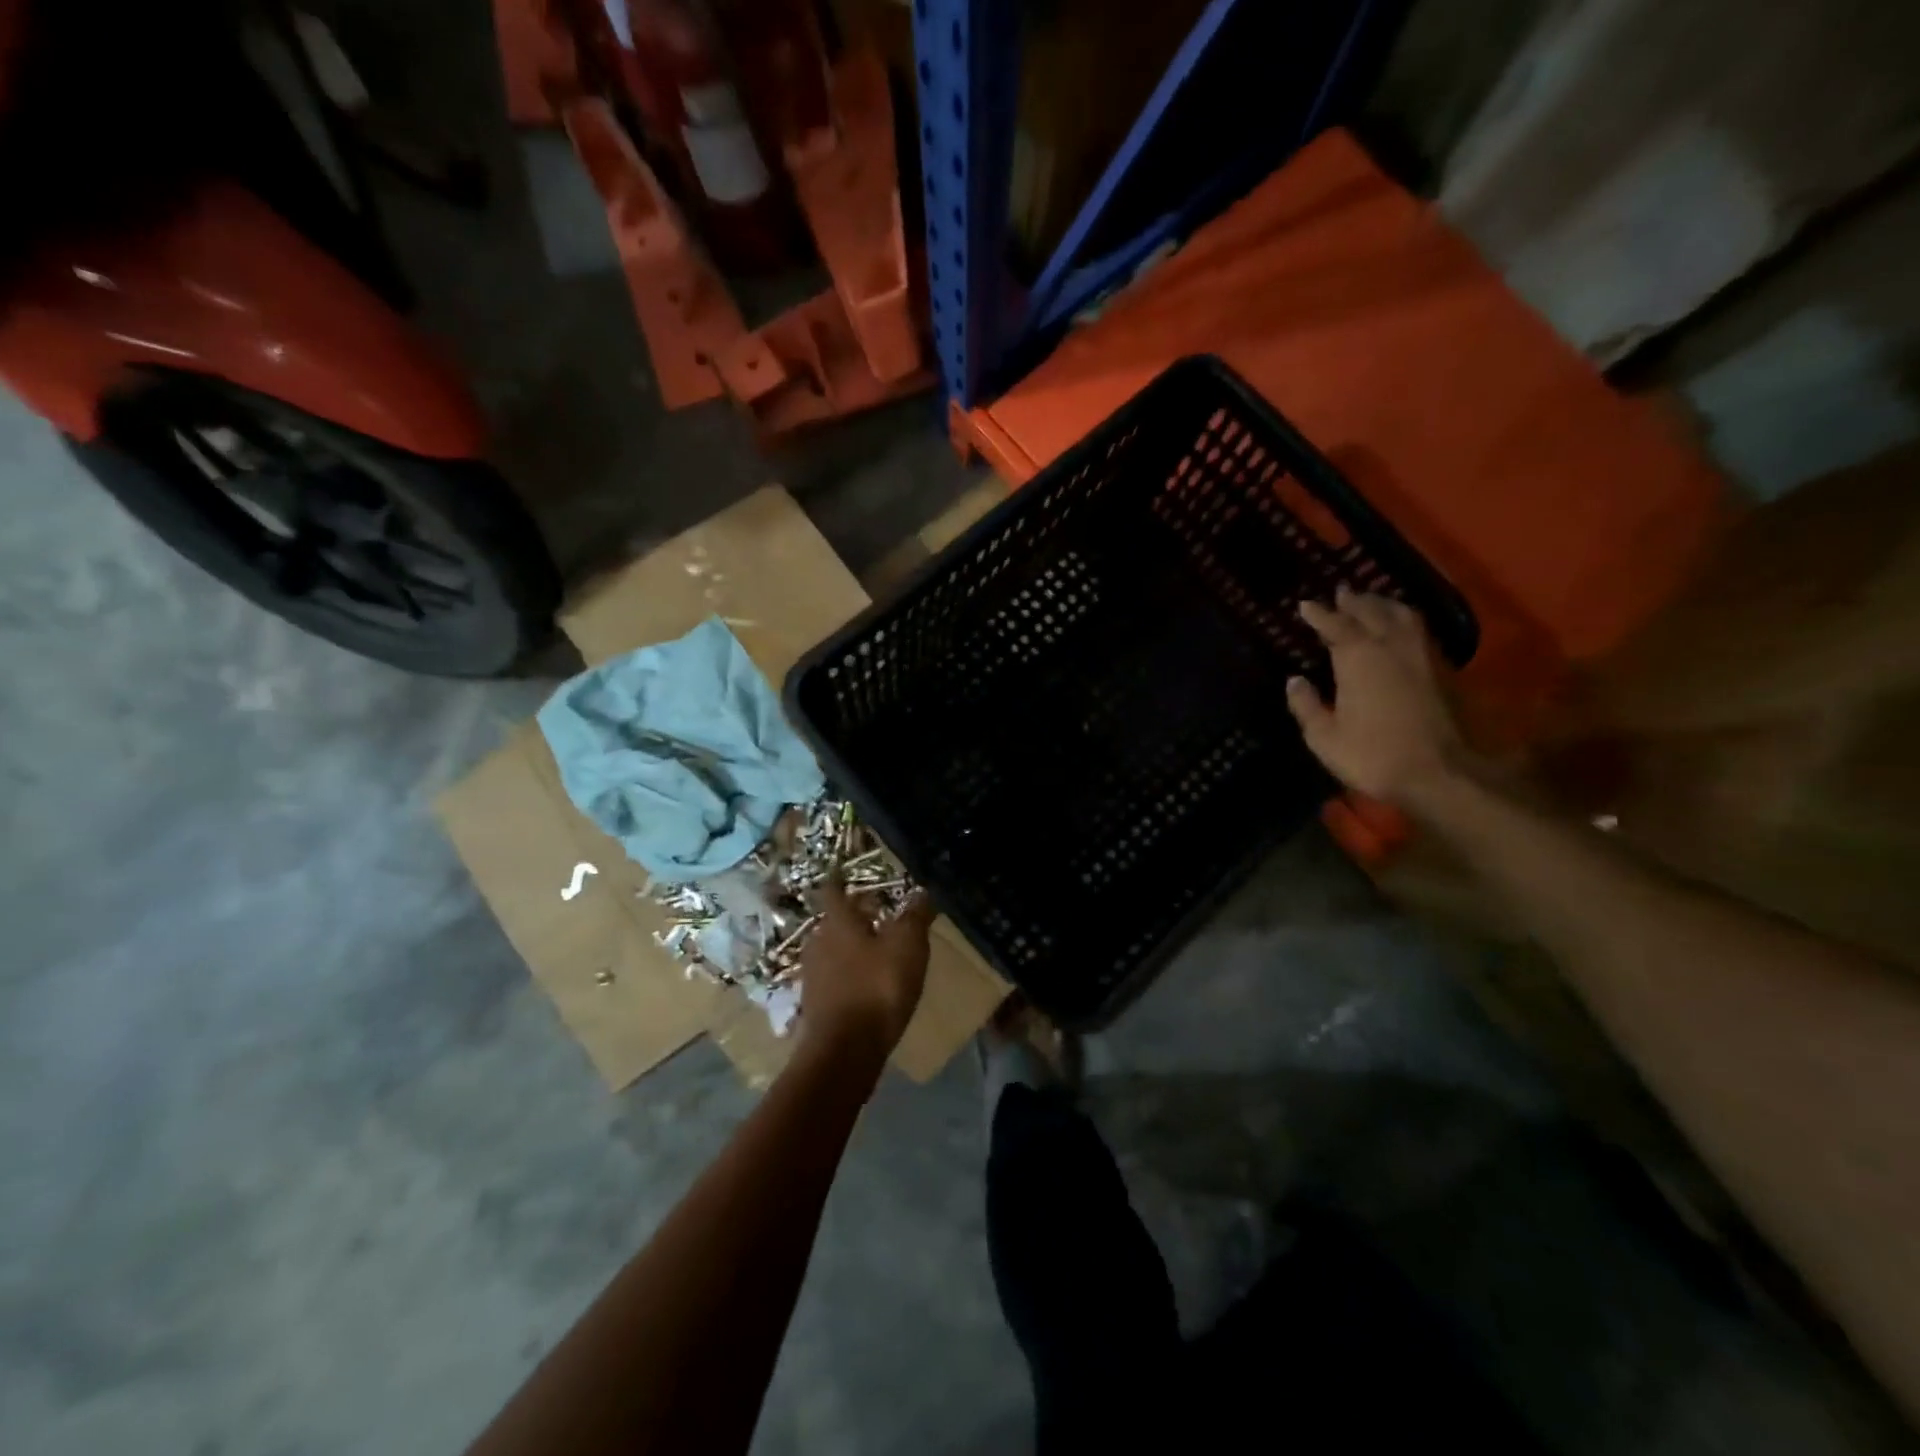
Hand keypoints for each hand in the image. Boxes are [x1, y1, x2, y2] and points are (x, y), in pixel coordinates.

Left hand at [796, 879, 934, 1060]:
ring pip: (831, 951)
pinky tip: (865, 986)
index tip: (847, 873)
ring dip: (850, 948)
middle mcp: (818, 942)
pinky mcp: (814, 1005)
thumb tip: (922, 891)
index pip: (833, 890)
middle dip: (852, 918)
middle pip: (833, 922)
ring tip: (874, 952)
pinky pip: (832, 979)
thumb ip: (915, 916)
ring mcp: (812, 975)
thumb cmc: (877, 987)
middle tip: (875, 915)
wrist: (844, 1051)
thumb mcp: (908, 946)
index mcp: (837, 921)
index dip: (840, 880)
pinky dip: (847, 976)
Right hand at [1286, 586, 1463, 810]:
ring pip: (1402, 615)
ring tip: (1373, 601)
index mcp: (1358, 656)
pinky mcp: (1442, 669)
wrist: (1440, 774)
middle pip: (1371, 611)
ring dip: (1384, 604)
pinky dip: (1405, 620)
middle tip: (1341, 592)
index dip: (1318, 613)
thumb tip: (1295, 681)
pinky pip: (1419, 630)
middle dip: (1354, 601)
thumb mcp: (1324, 737)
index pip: (1335, 624)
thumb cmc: (1372, 755)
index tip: (1304, 605)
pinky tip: (1401, 627)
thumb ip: (1306, 705)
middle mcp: (1390, 645)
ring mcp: (1421, 655)